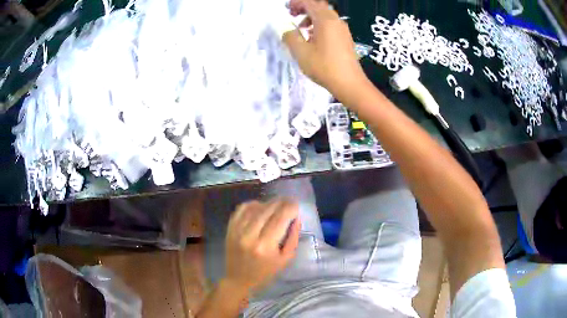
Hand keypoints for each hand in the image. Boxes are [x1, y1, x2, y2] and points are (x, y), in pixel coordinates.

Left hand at [224, 200, 300, 294]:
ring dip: (268, 203)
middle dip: (281, 202)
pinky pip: (242, 208)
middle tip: (289, 202)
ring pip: (255, 207)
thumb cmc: (265, 272)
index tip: (296, 205)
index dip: (290, 207)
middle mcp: (250, 235)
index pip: (280, 218)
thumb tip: (296, 217)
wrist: (238, 279)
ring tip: (276, 205)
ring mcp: (237, 230)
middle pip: (268, 209)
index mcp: (265, 246)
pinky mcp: (230, 228)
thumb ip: (293, 237)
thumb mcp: (285, 259)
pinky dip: (253, 204)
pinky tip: (260, 207)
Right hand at [283, 0, 369, 103]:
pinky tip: (314, 38)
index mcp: (325, 20)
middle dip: (304, 8)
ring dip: (312, 17)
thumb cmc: (324, 66)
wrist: (349, 83)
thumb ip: (290, 37)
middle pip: (319, 6)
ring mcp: (343, 29)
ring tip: (302, 29)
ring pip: (326, 15)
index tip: (287, 9)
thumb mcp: (301, 52)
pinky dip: (320, 25)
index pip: (309, 3)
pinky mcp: (346, 38)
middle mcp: (336, 20)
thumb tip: (286, 30)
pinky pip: (331, 24)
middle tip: (293, 16)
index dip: (296, 3)